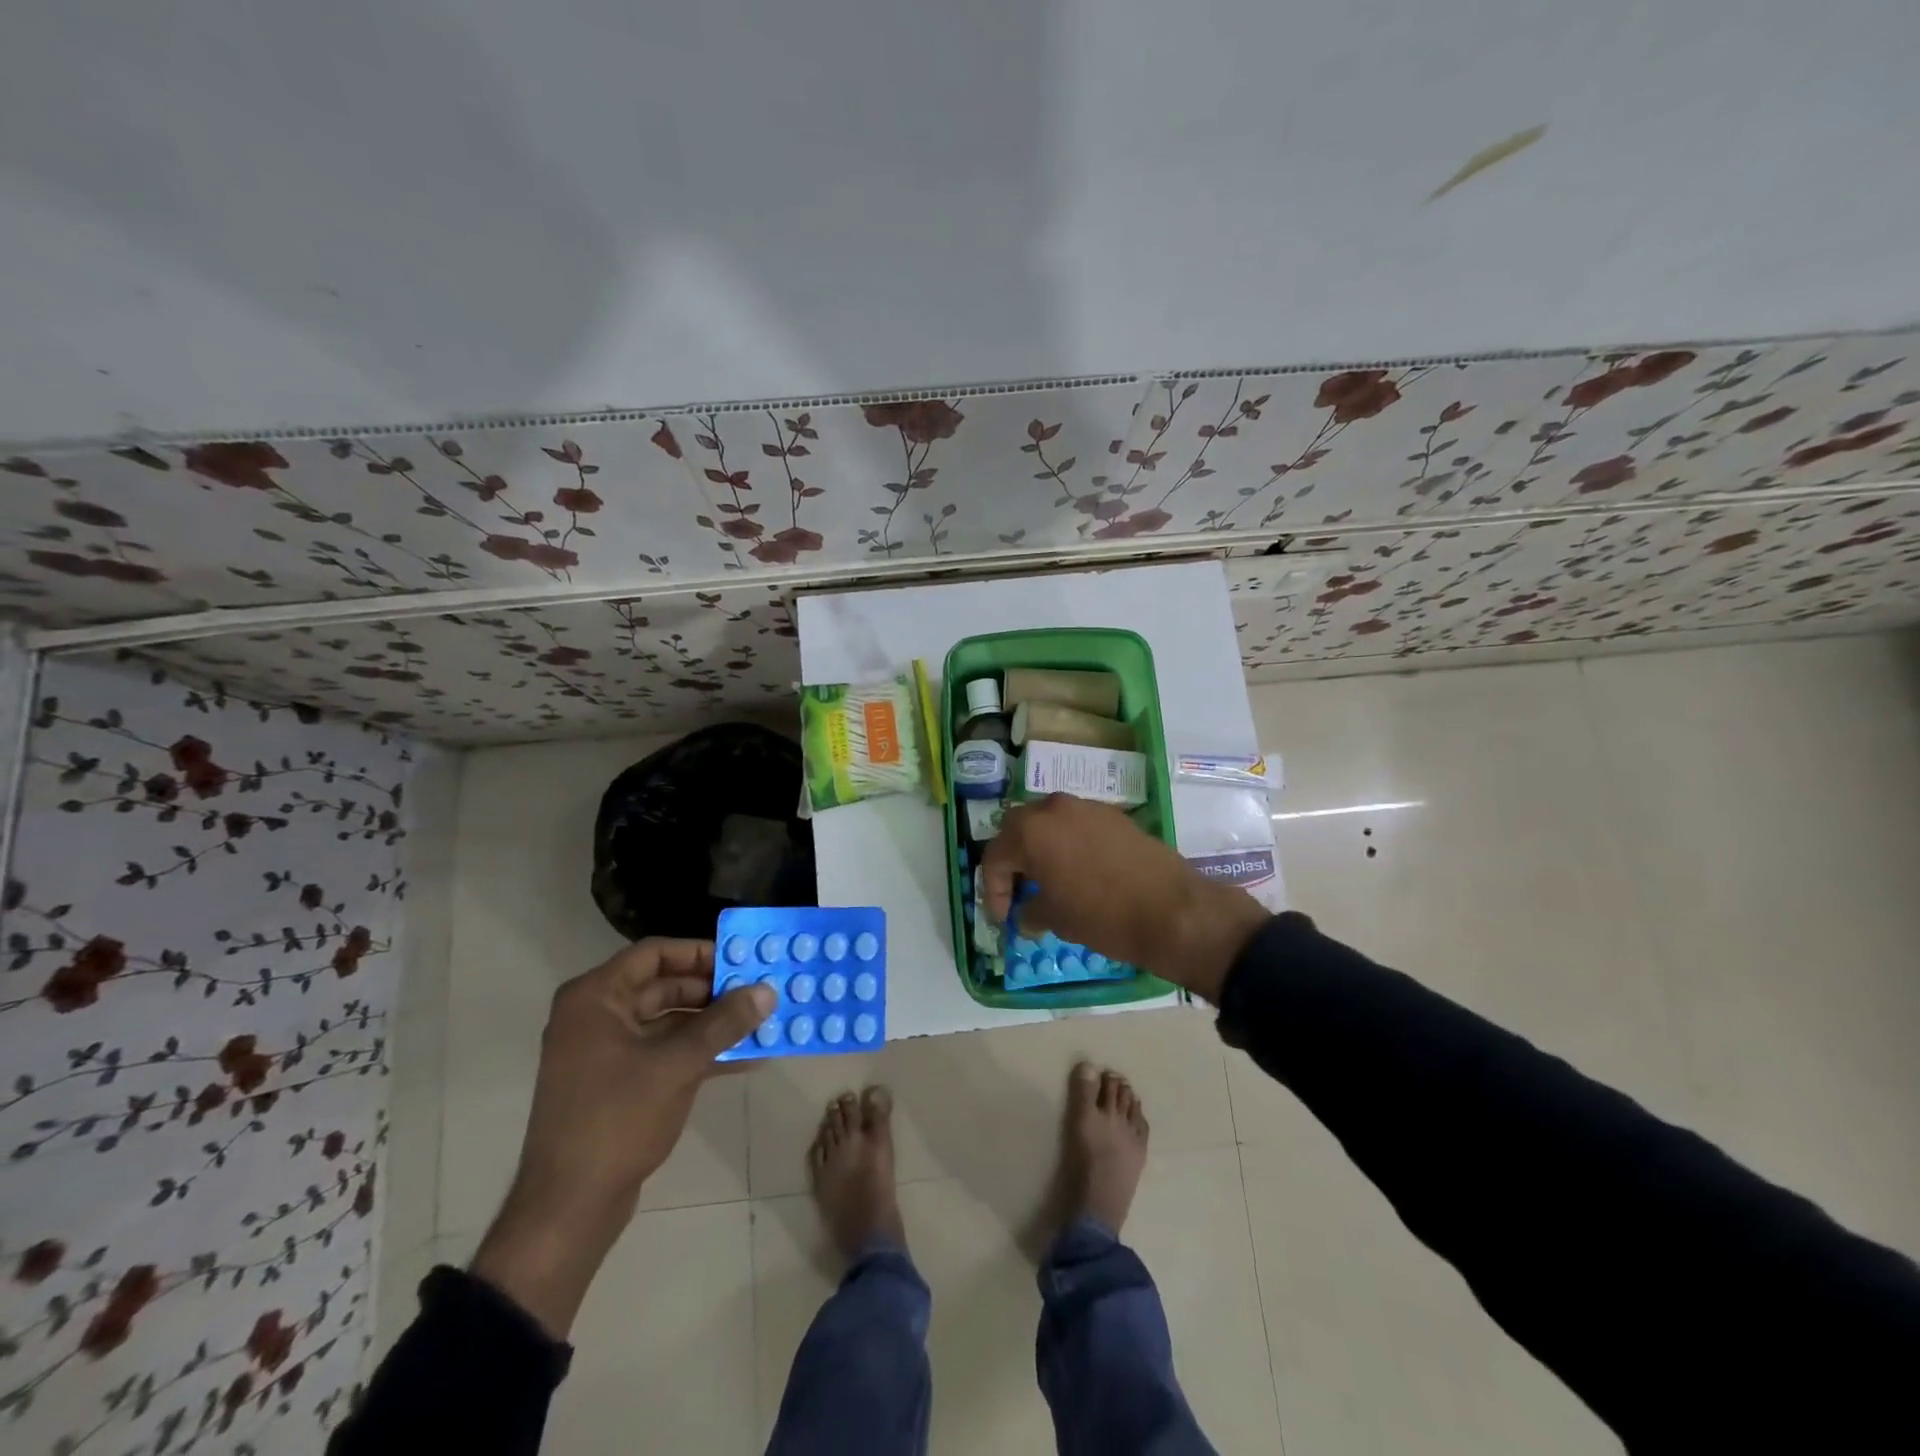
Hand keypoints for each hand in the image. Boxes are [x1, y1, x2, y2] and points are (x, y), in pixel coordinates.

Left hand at [471, 939, 773, 1336]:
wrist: (568, 1208)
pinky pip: (664, 1052)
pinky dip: (700, 1052)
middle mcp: (596, 1016)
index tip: (743, 960)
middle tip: (758, 993)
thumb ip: (724, 1022)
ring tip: (761, 1024)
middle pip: (663, 986)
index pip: (654, 954)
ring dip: (713, 1024)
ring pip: (668, 1021)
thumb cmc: (617, 1119)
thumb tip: (768, 991)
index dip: (700, 953)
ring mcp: (605, 1052)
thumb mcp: (678, 1064)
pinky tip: (745, 1059)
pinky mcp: (617, 1084)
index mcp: (595, 998)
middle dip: (714, 991)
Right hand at [981, 795, 1270, 1003]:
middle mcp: (1053, 808)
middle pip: (1019, 830)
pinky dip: (1068, 845)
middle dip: (1013, 862)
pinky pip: (1077, 826)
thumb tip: (1025, 914)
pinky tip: (1079, 873)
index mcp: (1030, 830)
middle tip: (1017, 893)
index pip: (995, 857)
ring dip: (1041, 850)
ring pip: (1049, 824)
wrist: (1172, 909)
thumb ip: (1030, 911)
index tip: (1003, 920)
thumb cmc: (1102, 916)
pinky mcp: (1113, 815)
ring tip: (1048, 882)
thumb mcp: (1056, 919)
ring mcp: (1086, 807)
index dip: (993, 892)